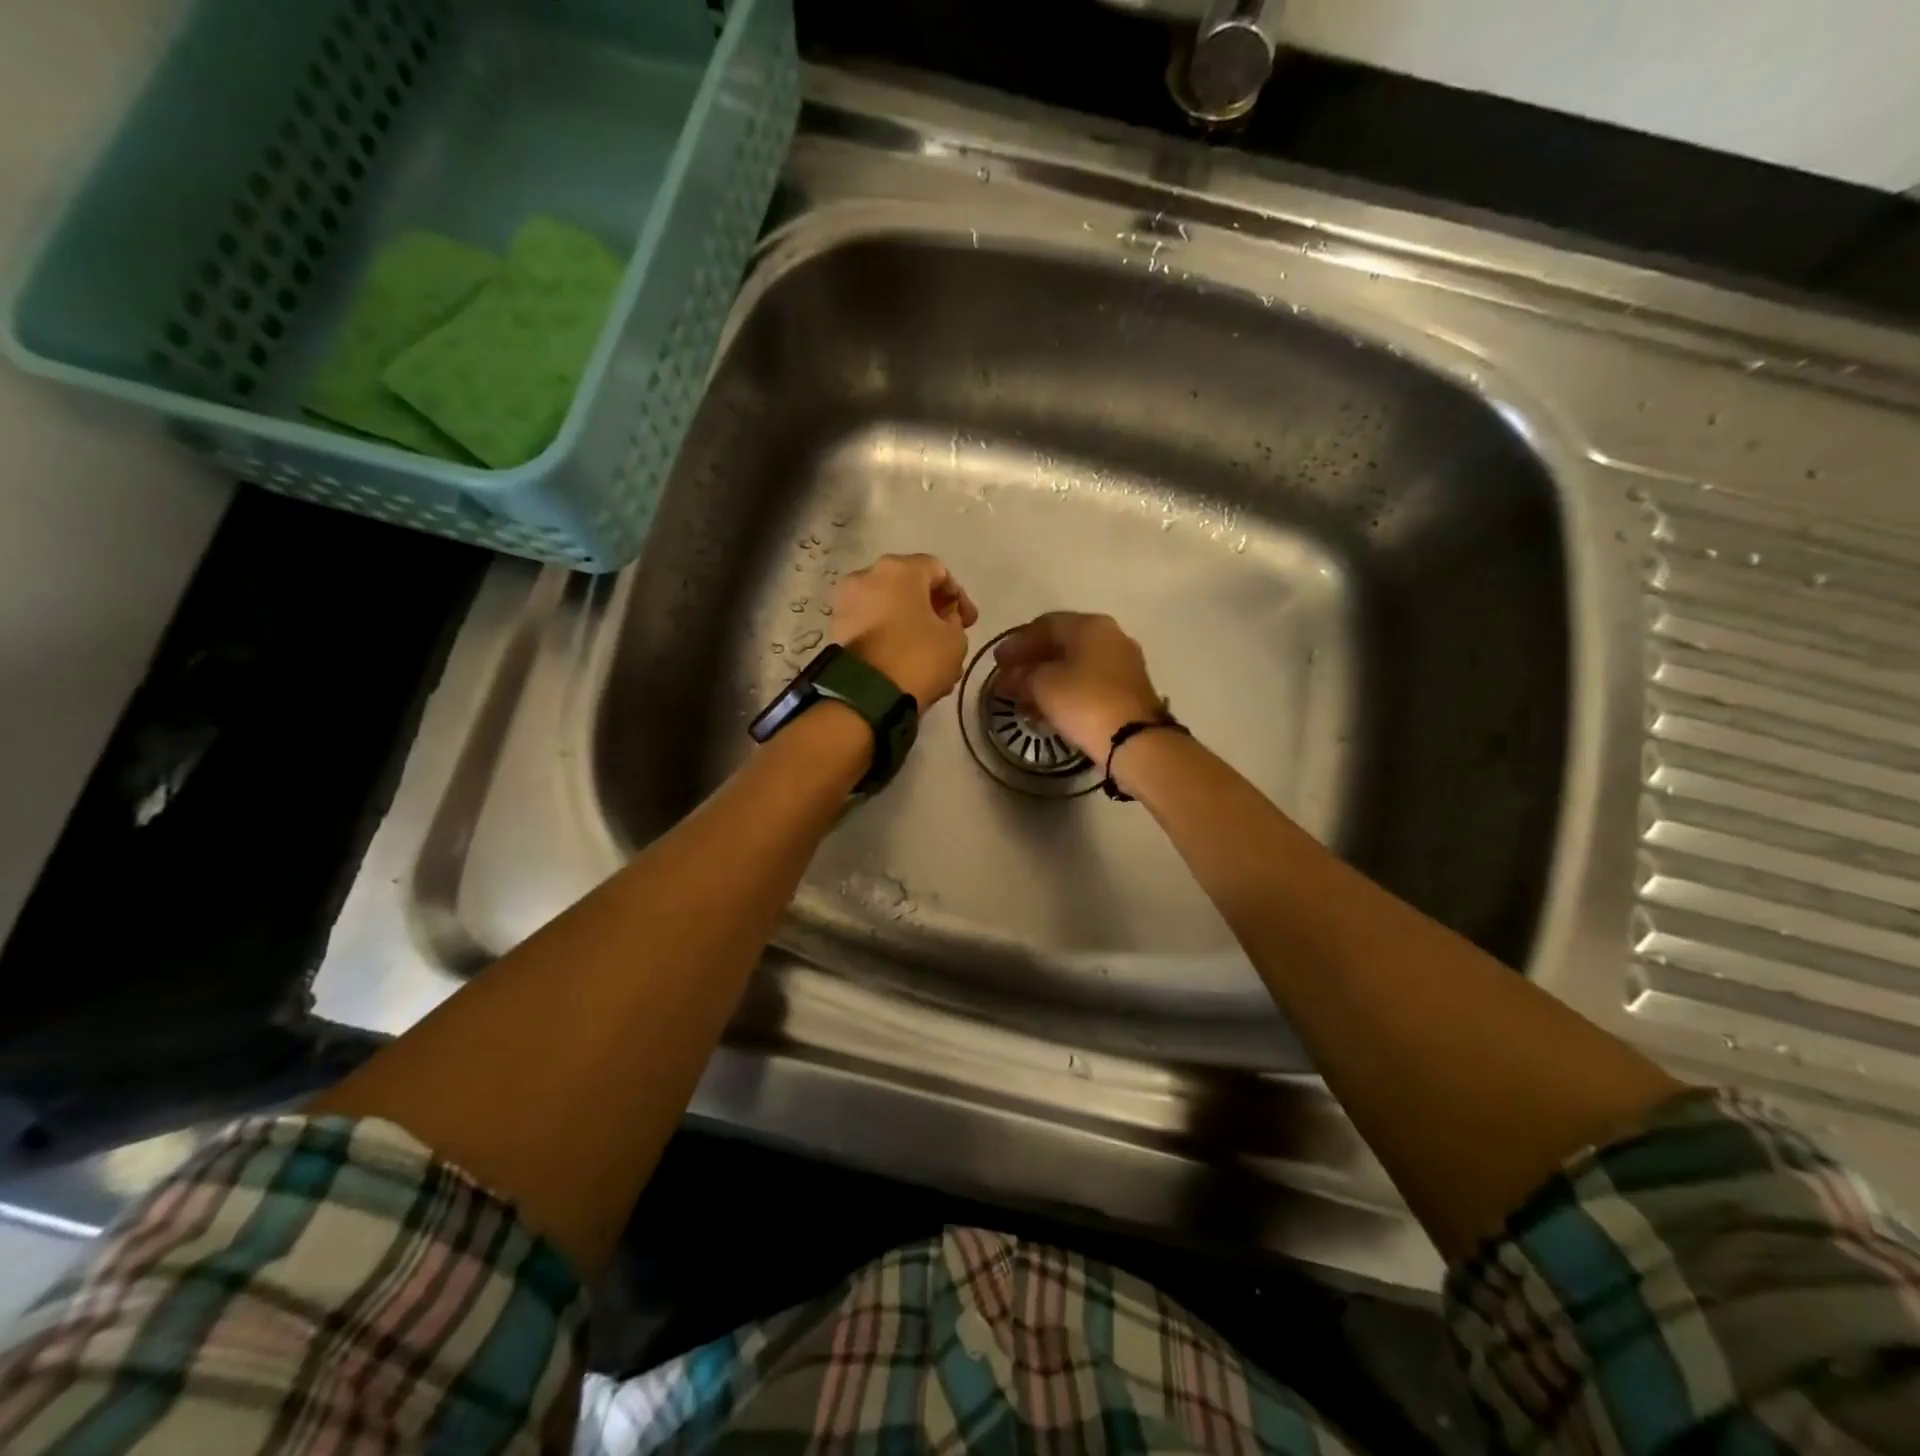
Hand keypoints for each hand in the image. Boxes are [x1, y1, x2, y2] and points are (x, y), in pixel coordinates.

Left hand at [829, 553, 978, 708]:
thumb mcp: (955, 639)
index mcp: (899, 569)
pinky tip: (907, 662)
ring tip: (929, 656)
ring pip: (889, 609)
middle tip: (949, 635)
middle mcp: (867, 576)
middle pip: (909, 587)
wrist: (867, 695)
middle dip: (932, 611)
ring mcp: (846, 603)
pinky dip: (890, 638)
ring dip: (911, 626)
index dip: (959, 596)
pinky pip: (872, 627)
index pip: (938, 570)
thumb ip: (954, 621)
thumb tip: (943, 619)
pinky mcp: (836, 631)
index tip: (969, 622)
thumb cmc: (918, 656)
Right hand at [993, 613, 1164, 762]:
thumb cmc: (1084, 702)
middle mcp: (1111, 637)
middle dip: (1031, 661)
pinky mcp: (1128, 690)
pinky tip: (1047, 708)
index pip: (1045, 625)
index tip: (996, 661)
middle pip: (1062, 644)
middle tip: (1008, 678)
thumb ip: (1020, 676)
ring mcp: (1123, 664)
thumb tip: (1007, 677)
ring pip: (1075, 665)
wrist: (1134, 740)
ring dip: (1047, 678)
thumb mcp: (1042, 685)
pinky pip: (1088, 683)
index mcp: (1090, 625)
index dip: (1017, 643)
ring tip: (1023, 697)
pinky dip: (1065, 691)